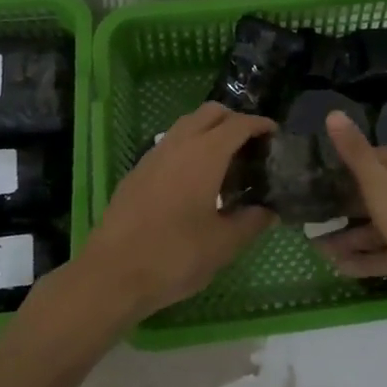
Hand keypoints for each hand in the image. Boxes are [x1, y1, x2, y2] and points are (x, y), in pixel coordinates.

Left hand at [73, 103, 276, 324]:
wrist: (112, 273)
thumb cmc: (175, 255)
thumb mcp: (223, 244)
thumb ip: (251, 222)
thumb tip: (269, 211)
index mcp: (205, 153)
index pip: (239, 124)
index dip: (260, 125)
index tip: (275, 134)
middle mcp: (179, 143)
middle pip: (211, 113)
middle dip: (234, 120)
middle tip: (251, 145)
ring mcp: (154, 155)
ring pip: (187, 124)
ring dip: (209, 131)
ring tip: (225, 162)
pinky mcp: (138, 171)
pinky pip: (170, 144)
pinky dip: (189, 147)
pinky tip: (194, 180)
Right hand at [315, 111, 386, 331]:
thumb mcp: (381, 187)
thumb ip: (356, 154)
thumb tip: (333, 113)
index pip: (376, 157)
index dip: (348, 161)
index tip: (319, 170)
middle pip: (376, 194)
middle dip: (344, 204)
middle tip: (312, 212)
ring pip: (380, 227)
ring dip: (351, 236)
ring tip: (317, 247)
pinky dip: (366, 259)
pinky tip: (340, 267)